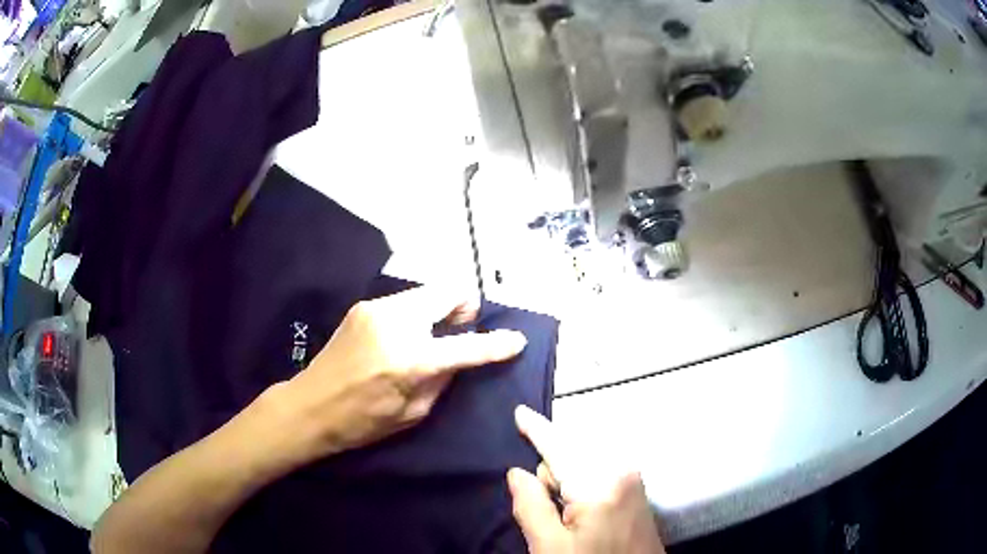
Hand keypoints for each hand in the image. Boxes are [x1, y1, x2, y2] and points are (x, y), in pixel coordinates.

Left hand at [272, 287, 527, 460]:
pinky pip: (404, 301)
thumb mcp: (413, 413)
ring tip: (436, 332)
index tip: (516, 340)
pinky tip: (408, 333)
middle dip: (464, 307)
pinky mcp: (364, 306)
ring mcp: (377, 309)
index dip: (497, 344)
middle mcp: (396, 323)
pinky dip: (417, 312)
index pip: (467, 346)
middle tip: (466, 327)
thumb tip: (460, 357)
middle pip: (447, 293)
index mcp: (410, 360)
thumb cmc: (362, 422)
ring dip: (440, 309)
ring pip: (426, 293)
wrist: (310, 406)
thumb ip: (442, 380)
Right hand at [508, 406, 664, 553]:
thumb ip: (531, 507)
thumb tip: (517, 473)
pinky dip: (582, 481)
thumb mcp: (551, 548)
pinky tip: (579, 511)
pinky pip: (601, 470)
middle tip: (548, 509)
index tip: (519, 411)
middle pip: (573, 451)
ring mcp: (634, 479)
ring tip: (565, 517)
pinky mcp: (637, 490)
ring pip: (586, 461)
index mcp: (599, 483)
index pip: (559, 447)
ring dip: (567, 478)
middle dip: (552, 469)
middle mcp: (621, 471)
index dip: (536, 429)